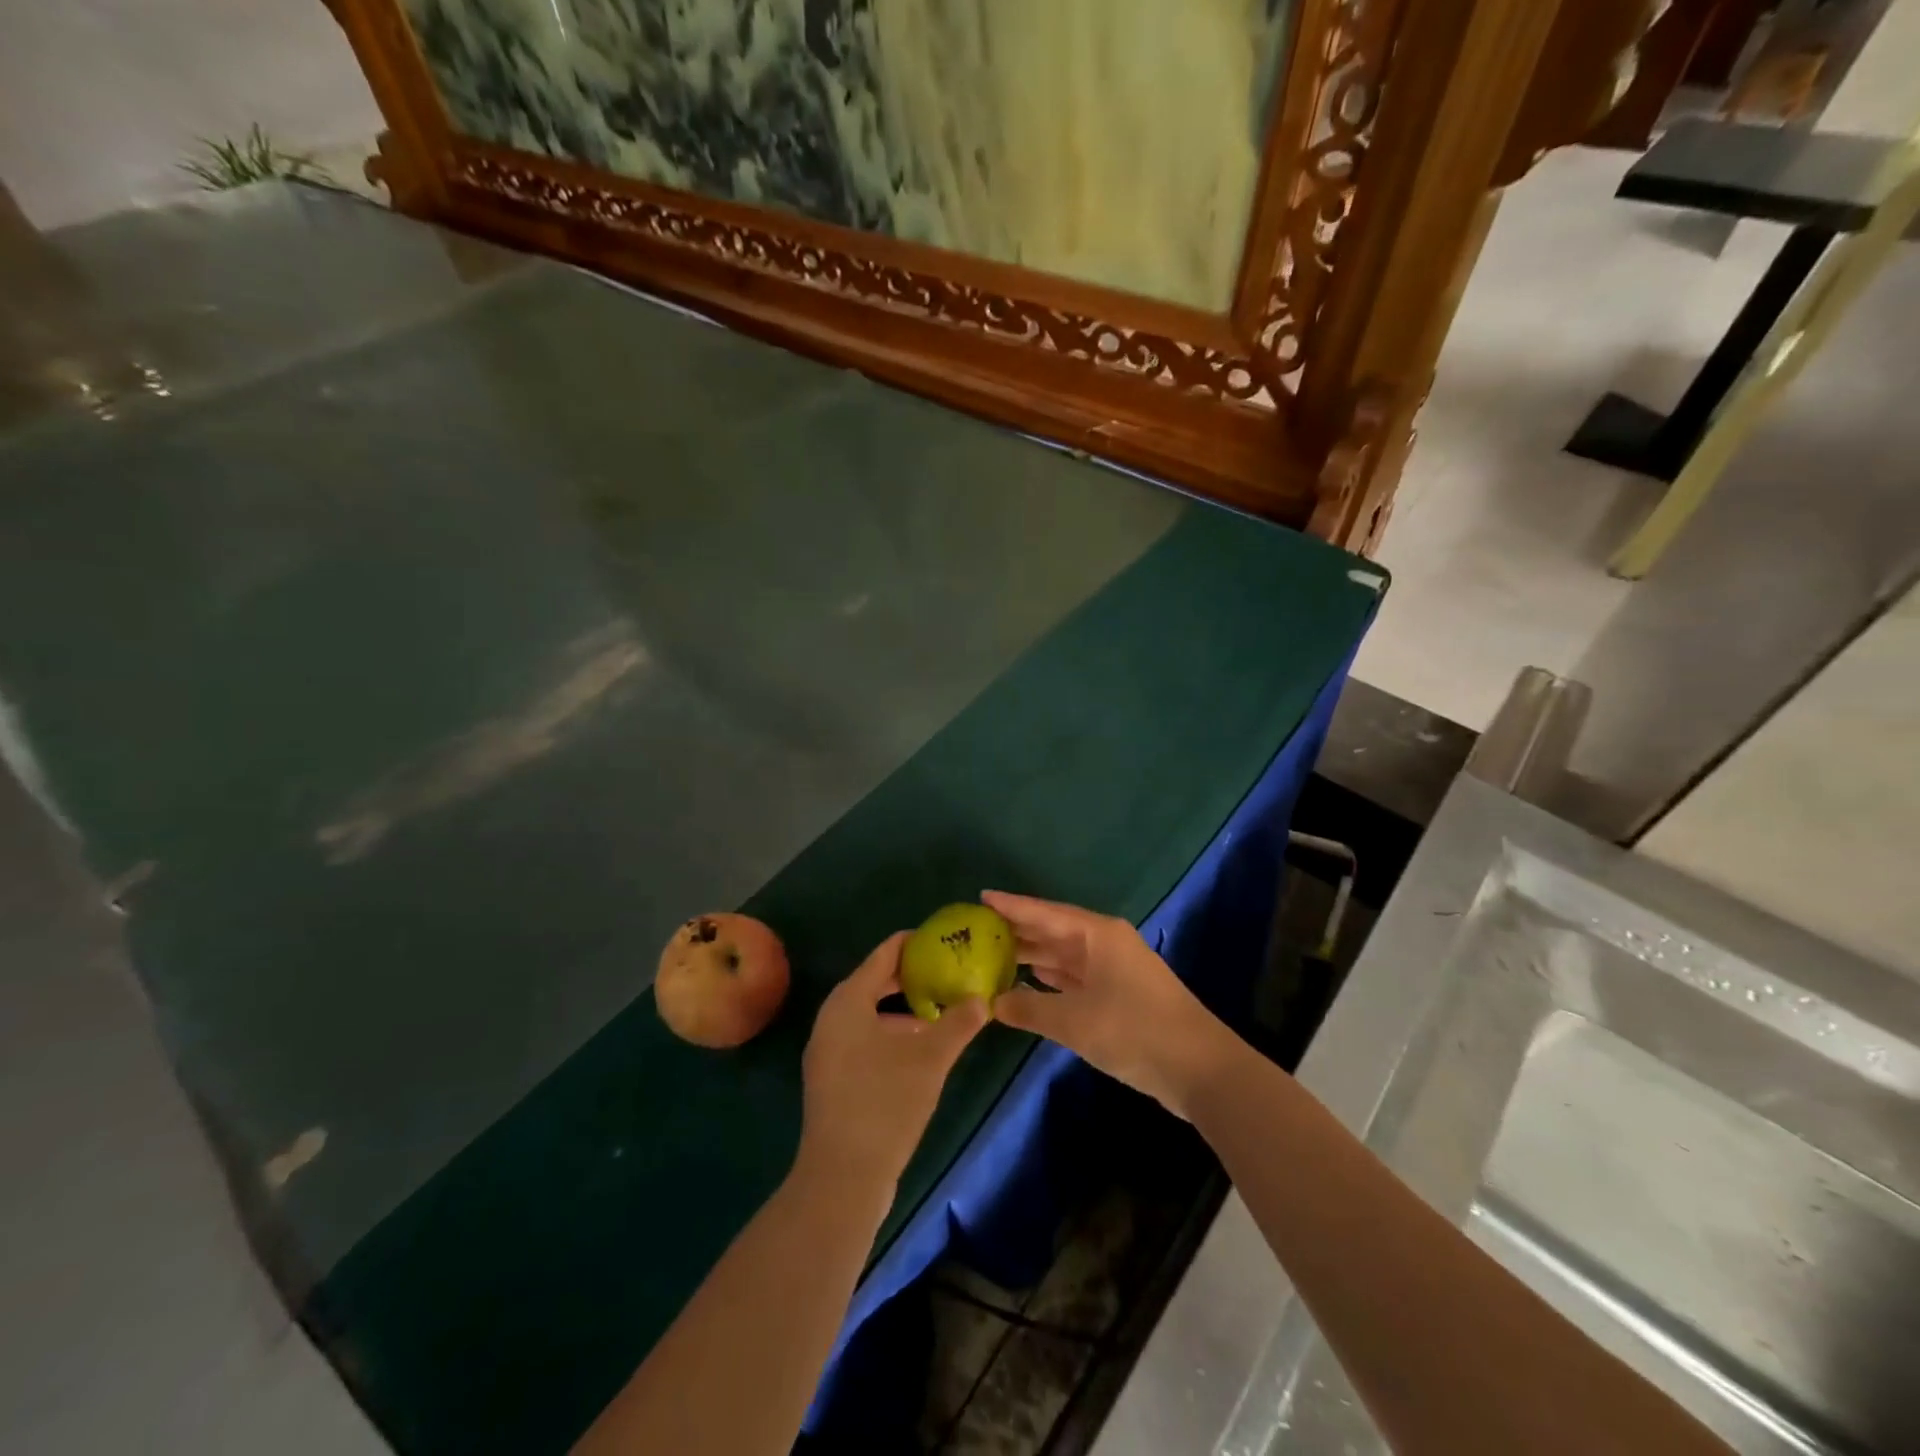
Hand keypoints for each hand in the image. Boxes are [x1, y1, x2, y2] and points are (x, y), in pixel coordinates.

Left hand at [798, 931, 988, 1195]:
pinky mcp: (832, 1077)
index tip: (946, 940)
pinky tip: (920, 1049)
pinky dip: (891, 1032)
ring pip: (870, 1012)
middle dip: (913, 976)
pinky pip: (863, 1037)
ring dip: (904, 1008)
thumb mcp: (931, 1058)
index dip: (916, 943)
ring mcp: (828, 1049)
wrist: (842, 1177)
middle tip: (950, 971)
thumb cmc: (885, 1103)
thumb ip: (959, 1022)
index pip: (885, 954)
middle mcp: (832, 1017)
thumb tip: (983, 998)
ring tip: (942, 1010)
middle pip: (876, 981)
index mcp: (848, 1000)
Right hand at [984, 891, 1232, 1118]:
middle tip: (975, 931)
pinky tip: (1026, 982)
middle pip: (1052, 931)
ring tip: (992, 955)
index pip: (1044, 912)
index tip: (980, 897)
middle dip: (1017, 931)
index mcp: (1096, 934)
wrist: (1198, 1068)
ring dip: (1031, 956)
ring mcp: (1113, 969)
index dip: (1011, 906)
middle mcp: (1104, 943)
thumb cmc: (1134, 1031)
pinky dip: (1049, 979)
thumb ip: (1029, 1008)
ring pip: (1063, 955)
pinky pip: (1073, 977)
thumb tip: (991, 1003)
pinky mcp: (1118, 995)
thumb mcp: (1074, 1021)